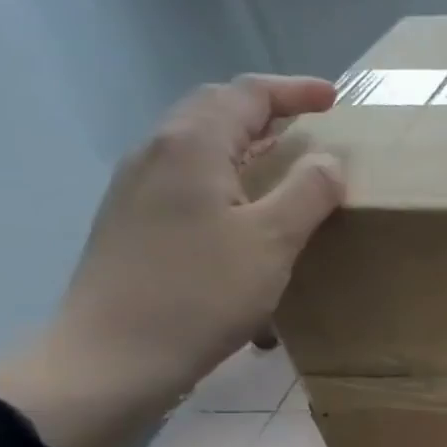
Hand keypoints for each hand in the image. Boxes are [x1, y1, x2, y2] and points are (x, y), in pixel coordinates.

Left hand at [0, 75, 343, 446]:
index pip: (245, 95)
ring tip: (284, 162)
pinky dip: (227, 174)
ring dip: (245, 142)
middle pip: (214, 111)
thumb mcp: (272, 242)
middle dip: (266, 110)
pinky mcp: (133, 222)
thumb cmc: (201, 294)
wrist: (114, 356)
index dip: (292, 91)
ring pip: (199, 144)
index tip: (332, 98)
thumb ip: (307, 193)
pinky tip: (244, 208)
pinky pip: (188, 177)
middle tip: (310, 123)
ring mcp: (136, 188)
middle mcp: (156, 153)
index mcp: (192, 146)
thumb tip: (328, 161)